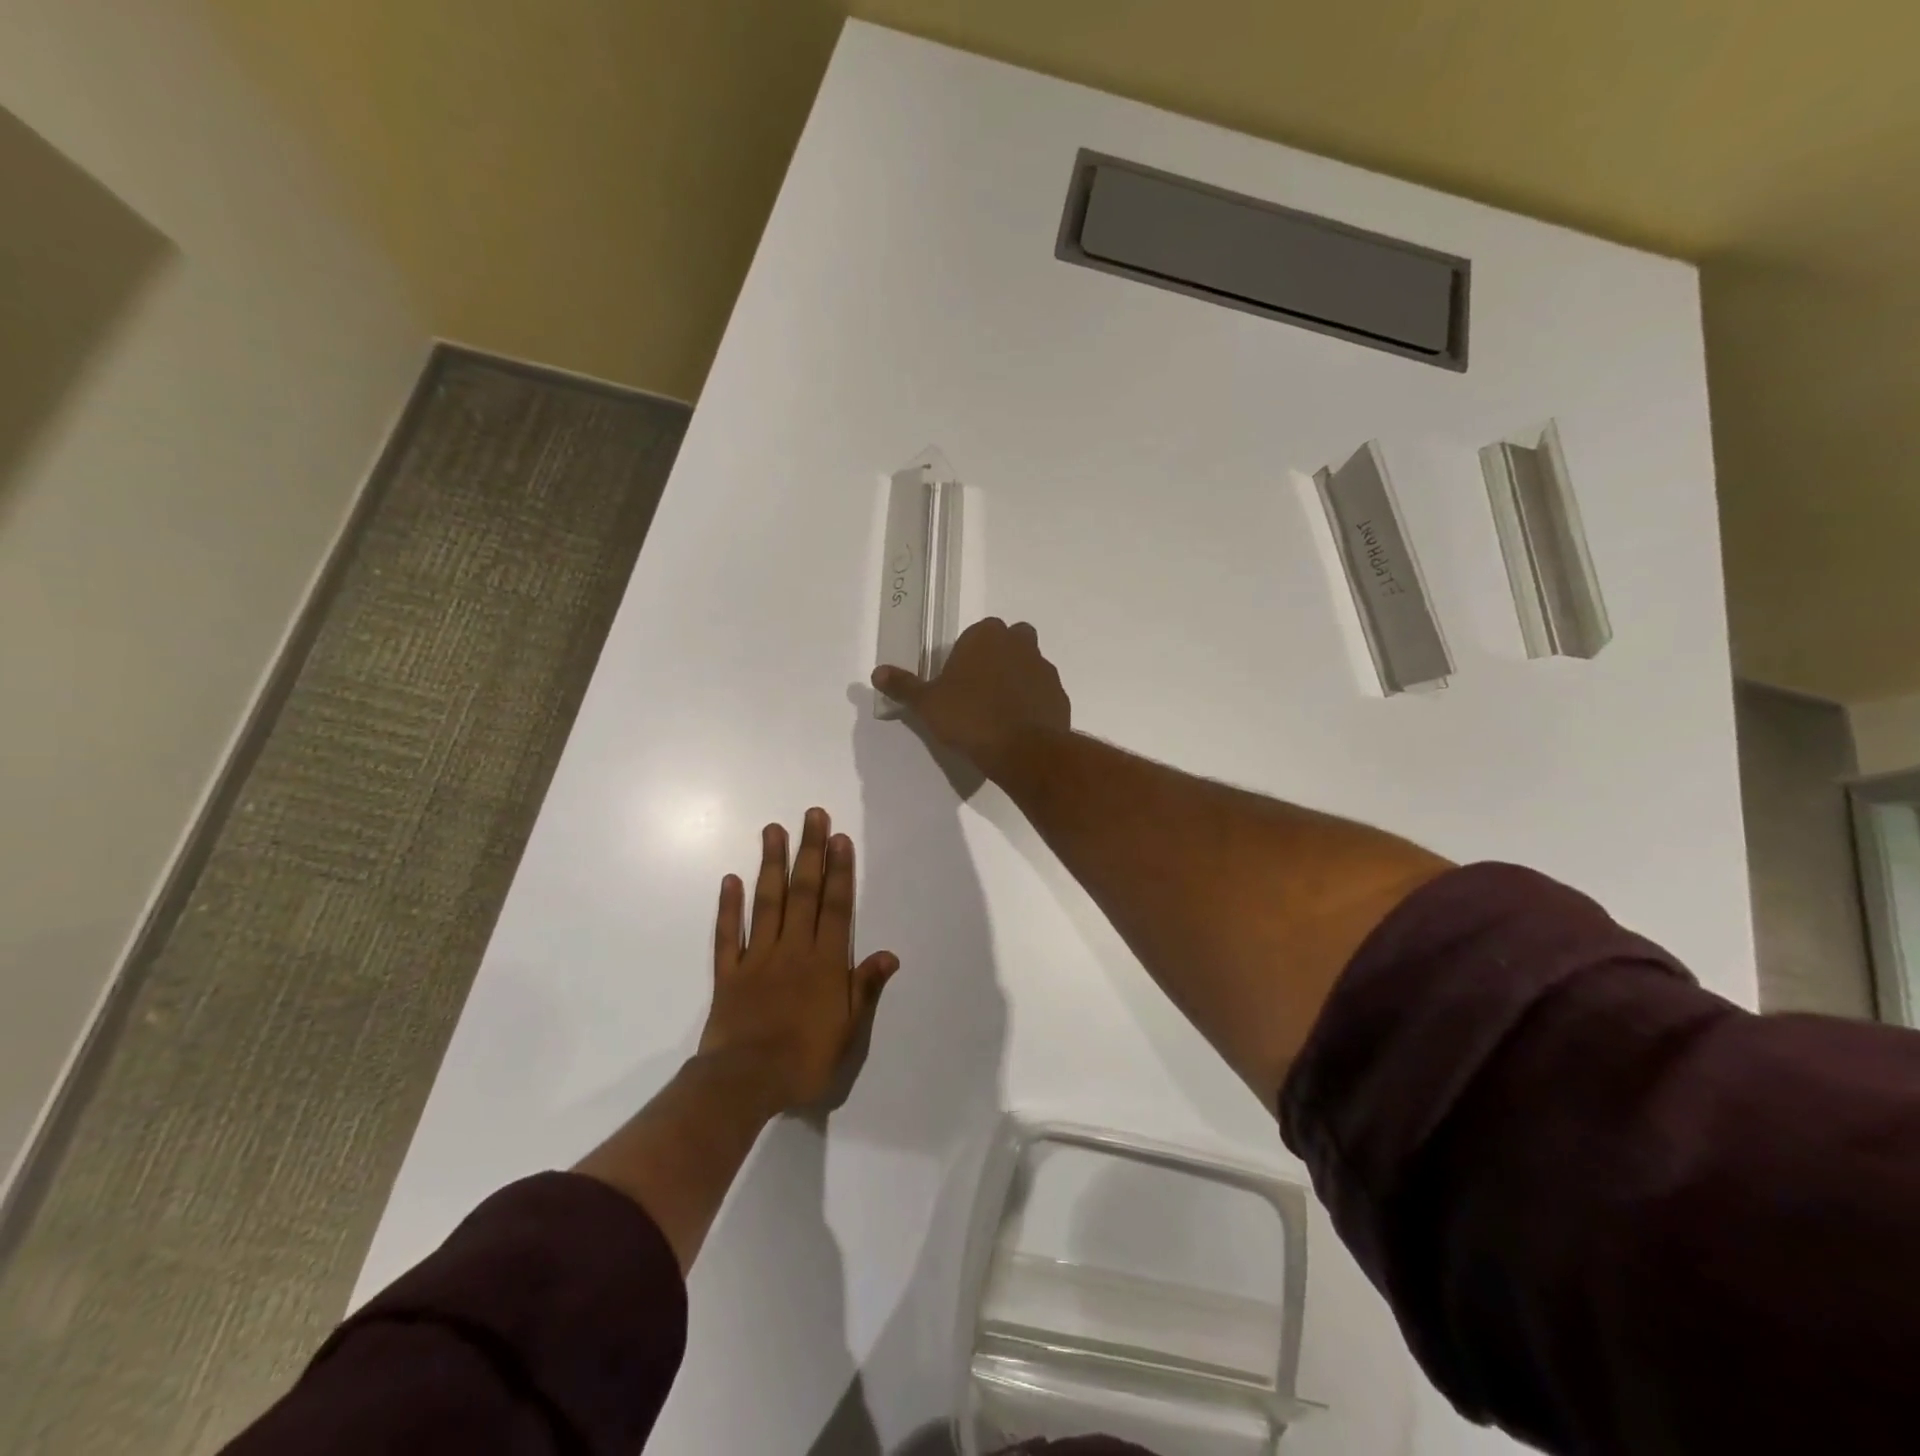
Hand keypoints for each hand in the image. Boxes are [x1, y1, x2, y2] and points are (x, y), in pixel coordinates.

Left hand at [698, 808, 898, 1114]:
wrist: (744, 1084)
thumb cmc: (805, 1060)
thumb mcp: (849, 1032)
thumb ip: (865, 988)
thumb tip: (889, 953)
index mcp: (825, 963)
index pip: (836, 907)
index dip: (839, 871)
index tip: (838, 837)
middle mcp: (793, 949)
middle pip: (803, 893)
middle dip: (809, 852)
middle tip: (811, 815)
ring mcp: (758, 958)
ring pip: (767, 903)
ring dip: (771, 864)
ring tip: (773, 830)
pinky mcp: (729, 973)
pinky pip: (728, 934)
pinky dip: (729, 906)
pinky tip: (731, 879)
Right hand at [871, 617, 1070, 782]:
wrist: (1022, 750)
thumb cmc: (969, 718)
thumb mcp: (928, 704)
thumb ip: (904, 686)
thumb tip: (877, 673)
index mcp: (986, 636)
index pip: (977, 633)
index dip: (968, 654)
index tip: (959, 680)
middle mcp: (1020, 643)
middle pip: (1010, 641)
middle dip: (998, 657)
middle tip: (980, 689)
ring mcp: (1044, 668)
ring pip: (1029, 664)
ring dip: (1017, 679)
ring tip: (999, 711)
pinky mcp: (1059, 694)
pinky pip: (1042, 692)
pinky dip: (1033, 702)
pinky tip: (1018, 725)